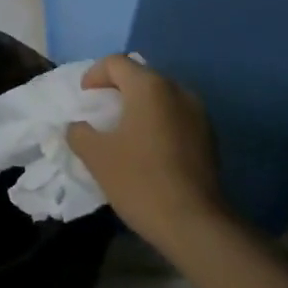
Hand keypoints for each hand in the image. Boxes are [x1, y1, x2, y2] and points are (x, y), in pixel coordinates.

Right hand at [66, 55, 228, 253]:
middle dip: (117, 89)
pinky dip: (158, 122)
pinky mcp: (209, 137)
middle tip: (100, 111)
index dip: (94, 74)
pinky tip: (148, 149)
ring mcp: (198, 114)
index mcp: (150, 87)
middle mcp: (178, 91)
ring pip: (161, 97)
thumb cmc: (139, 180)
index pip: (117, 63)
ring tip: (123, 131)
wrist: (194, 224)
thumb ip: (79, 133)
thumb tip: (78, 127)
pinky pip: (176, 116)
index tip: (84, 97)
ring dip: (140, 107)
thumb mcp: (96, 156)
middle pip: (141, 76)